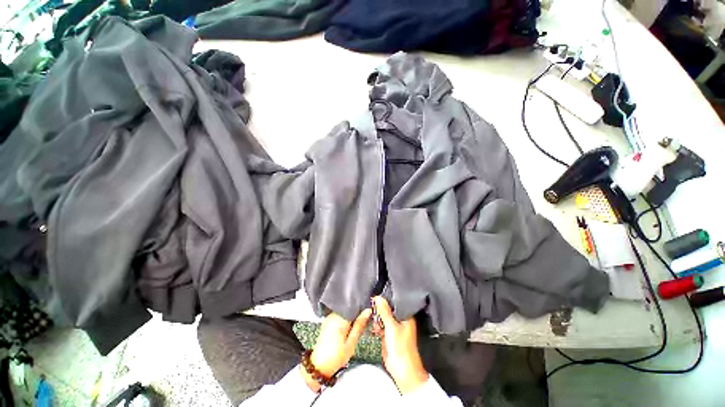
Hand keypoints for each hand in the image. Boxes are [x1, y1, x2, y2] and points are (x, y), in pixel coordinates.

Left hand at [301, 309, 371, 391]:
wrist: (319, 367)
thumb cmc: (336, 357)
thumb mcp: (351, 343)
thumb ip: (359, 325)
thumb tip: (367, 311)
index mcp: (339, 319)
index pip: (354, 307)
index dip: (362, 310)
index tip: (367, 317)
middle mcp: (333, 315)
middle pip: (349, 309)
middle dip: (357, 315)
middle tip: (362, 327)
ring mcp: (329, 318)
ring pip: (345, 312)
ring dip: (351, 318)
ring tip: (353, 330)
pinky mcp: (327, 321)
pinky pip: (339, 316)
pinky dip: (345, 320)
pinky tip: (347, 331)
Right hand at [372, 296, 428, 394]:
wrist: (402, 370)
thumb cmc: (402, 349)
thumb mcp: (391, 326)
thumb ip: (384, 311)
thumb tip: (378, 298)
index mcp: (405, 316)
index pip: (394, 302)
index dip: (385, 299)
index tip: (376, 298)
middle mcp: (400, 320)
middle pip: (388, 309)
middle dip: (380, 310)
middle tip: (373, 311)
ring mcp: (394, 327)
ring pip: (383, 317)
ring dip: (377, 319)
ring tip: (376, 324)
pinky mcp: (388, 335)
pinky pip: (381, 326)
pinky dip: (377, 326)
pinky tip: (375, 330)